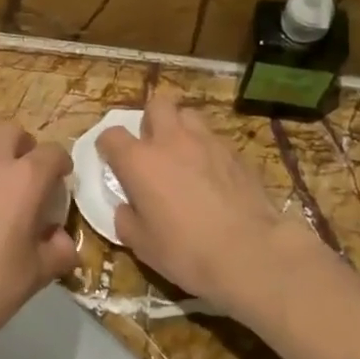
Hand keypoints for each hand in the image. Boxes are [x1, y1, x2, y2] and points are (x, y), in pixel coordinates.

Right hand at [96, 91, 319, 324]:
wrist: (251, 253)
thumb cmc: (187, 251)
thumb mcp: (142, 245)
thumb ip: (126, 218)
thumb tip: (127, 207)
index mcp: (140, 161)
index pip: (112, 135)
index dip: (108, 146)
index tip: (112, 161)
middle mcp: (171, 141)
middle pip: (156, 105)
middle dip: (150, 121)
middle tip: (153, 149)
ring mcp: (207, 142)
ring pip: (189, 115)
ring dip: (181, 129)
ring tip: (184, 156)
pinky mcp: (236, 152)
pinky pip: (214, 138)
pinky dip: (207, 150)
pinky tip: (212, 175)